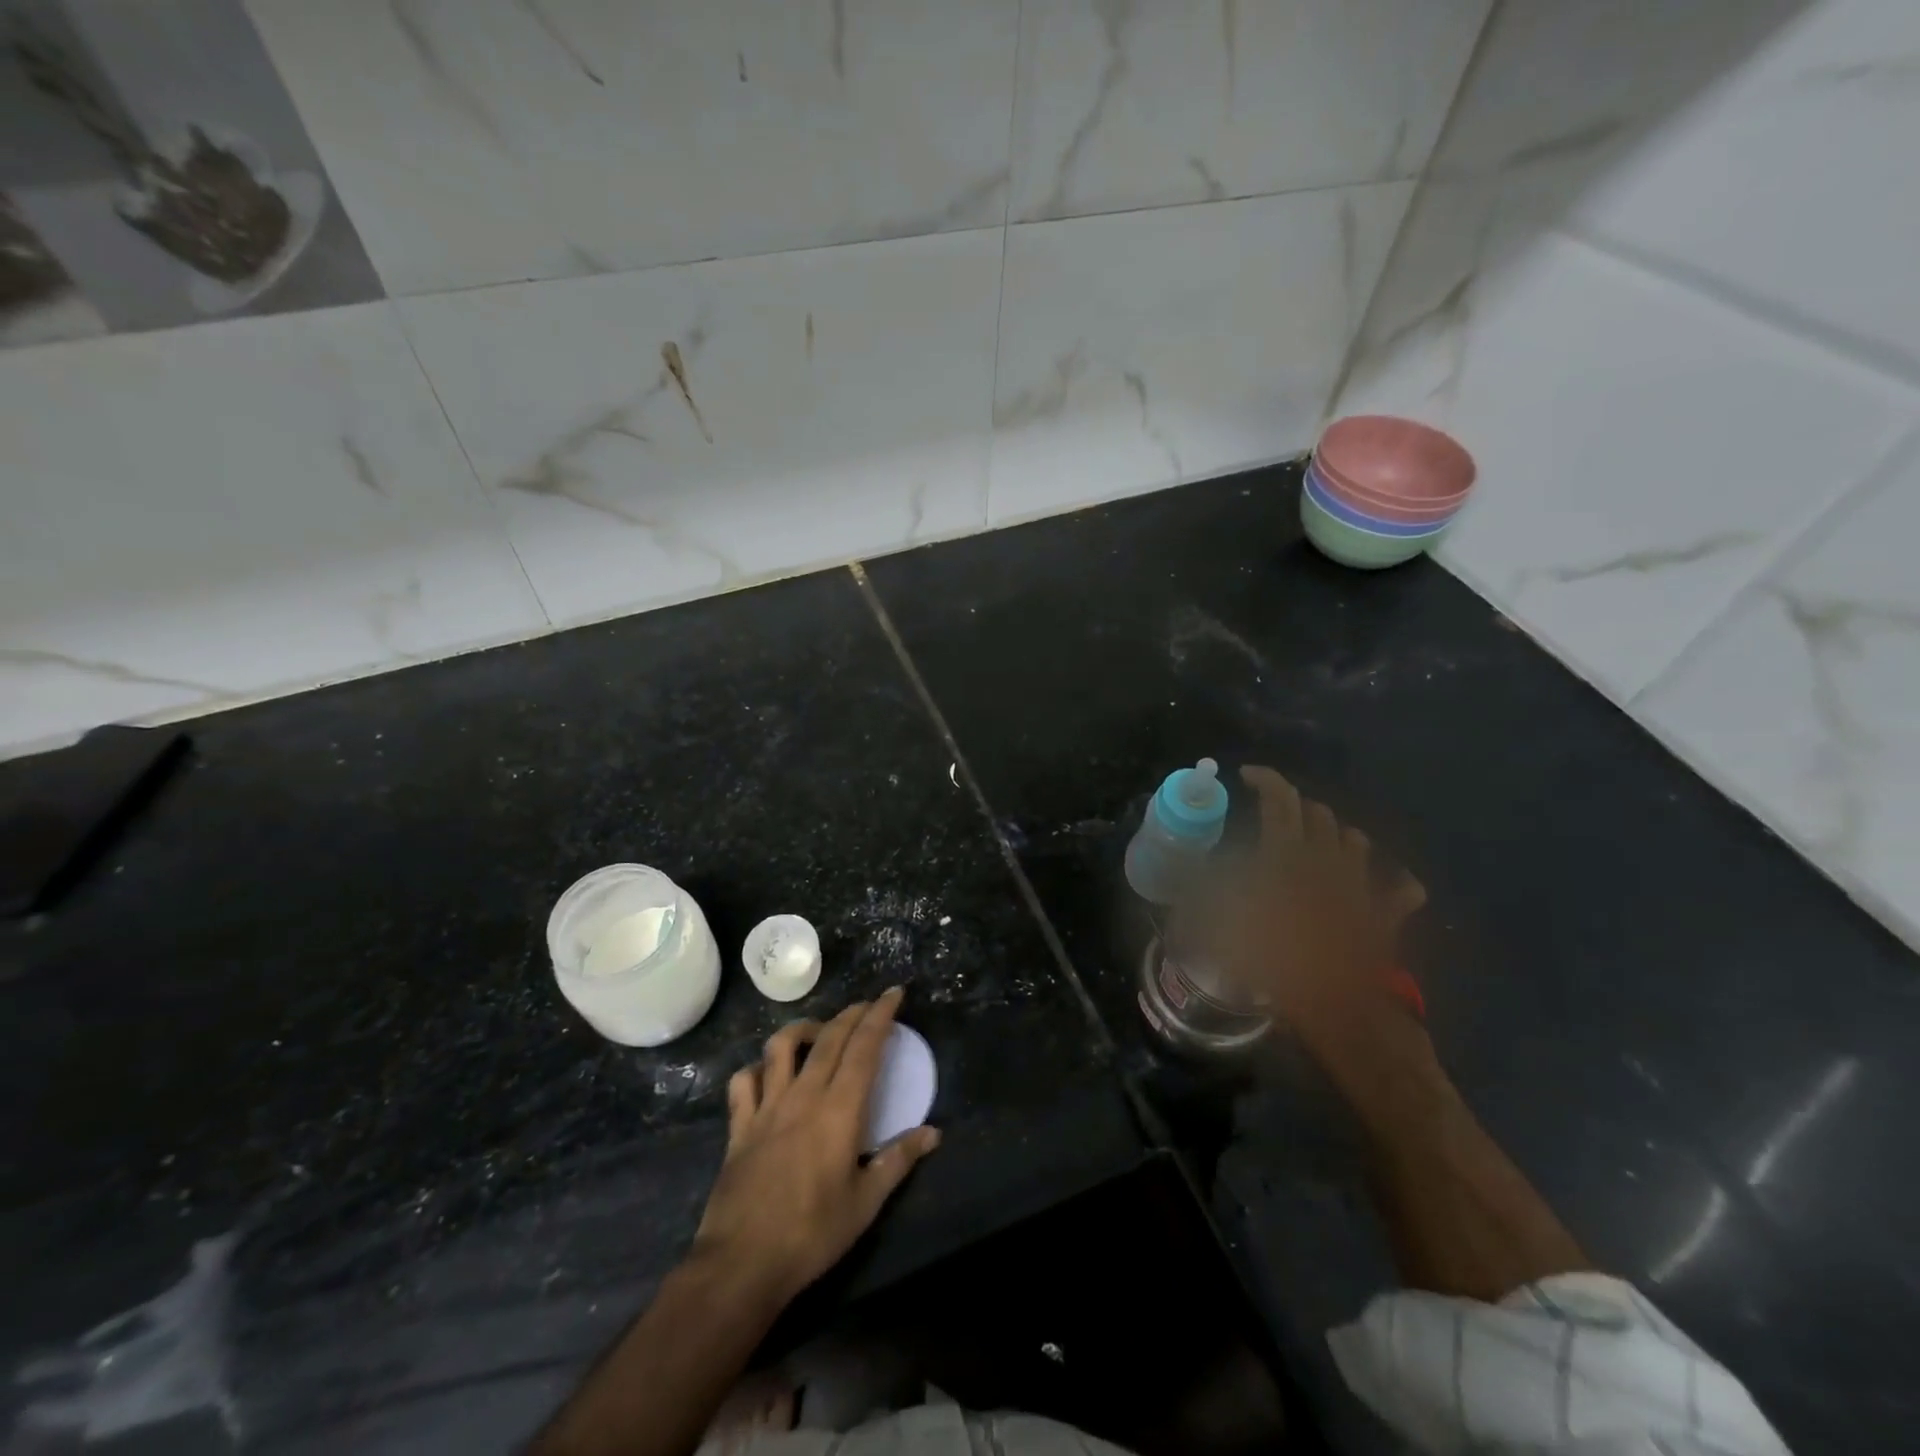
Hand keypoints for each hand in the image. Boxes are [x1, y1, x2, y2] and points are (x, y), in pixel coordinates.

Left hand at [692, 988, 940, 1303]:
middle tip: (868, 1005)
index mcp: (839, 1110)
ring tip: (819, 1032)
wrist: (742, 1264)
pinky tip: (768, 1074)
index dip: (880, 1016)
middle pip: (829, 1037)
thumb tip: (934, 1133)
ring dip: (803, 1029)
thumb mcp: (865, 1203)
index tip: (893, 994)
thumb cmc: (812, 1234)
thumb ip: (898, 1160)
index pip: (864, 1047)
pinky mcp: (739, 1126)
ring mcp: (766, 1107)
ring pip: (781, 1046)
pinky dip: (757, 1068)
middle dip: (852, 1013)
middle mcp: (803, 1095)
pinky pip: (744, 1081)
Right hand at [1222, 767, 1426, 1055]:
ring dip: (1337, 835)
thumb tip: (1178, 896)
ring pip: (1357, 840)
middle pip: (1318, 813)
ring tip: (1319, 845)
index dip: (1265, 779)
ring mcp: (1362, 884)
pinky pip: (1401, 887)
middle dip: (1296, 807)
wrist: (1335, 1006)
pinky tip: (1383, 884)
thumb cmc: (1273, 962)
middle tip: (1276, 818)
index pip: (1279, 799)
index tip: (1247, 776)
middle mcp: (1327, 859)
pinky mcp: (1386, 912)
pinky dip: (1393, 881)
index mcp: (1286, 855)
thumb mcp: (1218, 930)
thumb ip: (1197, 904)